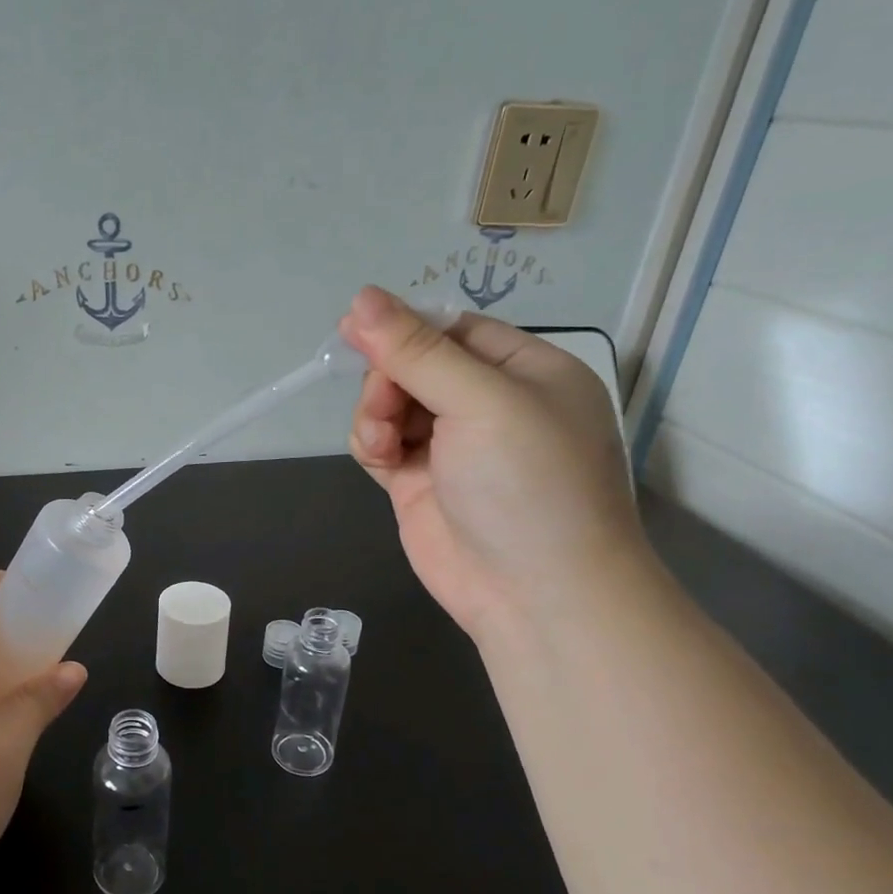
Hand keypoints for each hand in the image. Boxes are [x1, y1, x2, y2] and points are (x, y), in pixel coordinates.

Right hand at [340, 285, 647, 641]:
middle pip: (414, 365)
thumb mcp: (481, 403)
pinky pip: (381, 443)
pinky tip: (379, 458)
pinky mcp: (419, 483)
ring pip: (390, 404)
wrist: (536, 596)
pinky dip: (371, 444)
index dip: (405, 328)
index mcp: (525, 371)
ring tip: (383, 444)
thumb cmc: (528, 485)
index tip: (356, 330)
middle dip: (388, 380)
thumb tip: (361, 298)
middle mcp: (490, 403)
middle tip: (385, 407)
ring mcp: (452, 446)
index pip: (453, 329)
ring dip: (375, 414)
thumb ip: (418, 352)